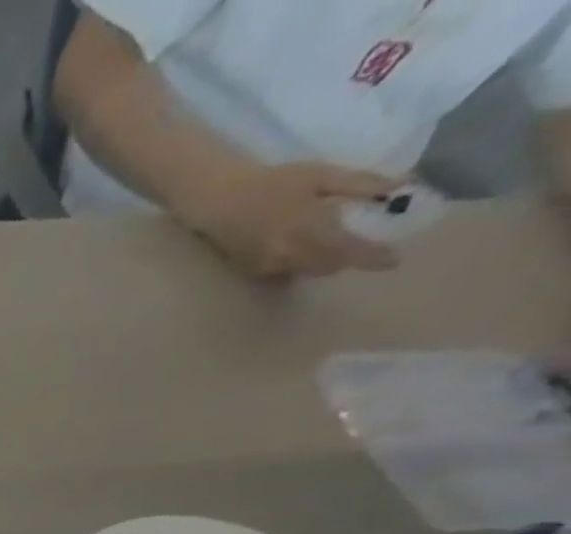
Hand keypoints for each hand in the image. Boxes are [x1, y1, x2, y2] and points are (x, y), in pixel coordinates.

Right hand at [179, 162, 402, 278]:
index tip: (394, 261)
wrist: (223, 202)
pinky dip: (300, 260)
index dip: (372, 256)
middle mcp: (289, 254)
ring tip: (327, 242)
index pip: (349, 249)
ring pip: (308, 270)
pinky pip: (287, 271)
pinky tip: (296, 244)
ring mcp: (269, 267)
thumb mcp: (322, 175)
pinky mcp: (254, 272)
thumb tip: (398, 189)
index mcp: (310, 228)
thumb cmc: (275, 182)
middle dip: (346, 257)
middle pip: (328, 266)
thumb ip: (360, 184)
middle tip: (358, 243)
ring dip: (323, 260)